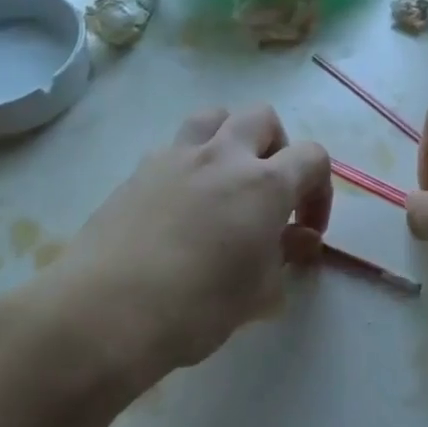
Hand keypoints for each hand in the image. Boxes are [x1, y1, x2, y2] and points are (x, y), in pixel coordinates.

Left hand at [44, 105, 331, 388]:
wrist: (108, 310)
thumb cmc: (197, 307)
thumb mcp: (258, 294)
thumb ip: (285, 256)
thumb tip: (300, 239)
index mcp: (264, 183)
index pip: (313, 157)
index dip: (319, 191)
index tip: (305, 230)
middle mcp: (223, 155)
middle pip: (262, 118)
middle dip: (277, 148)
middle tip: (269, 193)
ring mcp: (175, 156)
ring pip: (213, 116)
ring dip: (229, 138)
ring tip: (225, 180)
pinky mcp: (138, 169)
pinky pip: (174, 146)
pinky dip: (189, 162)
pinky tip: (180, 204)